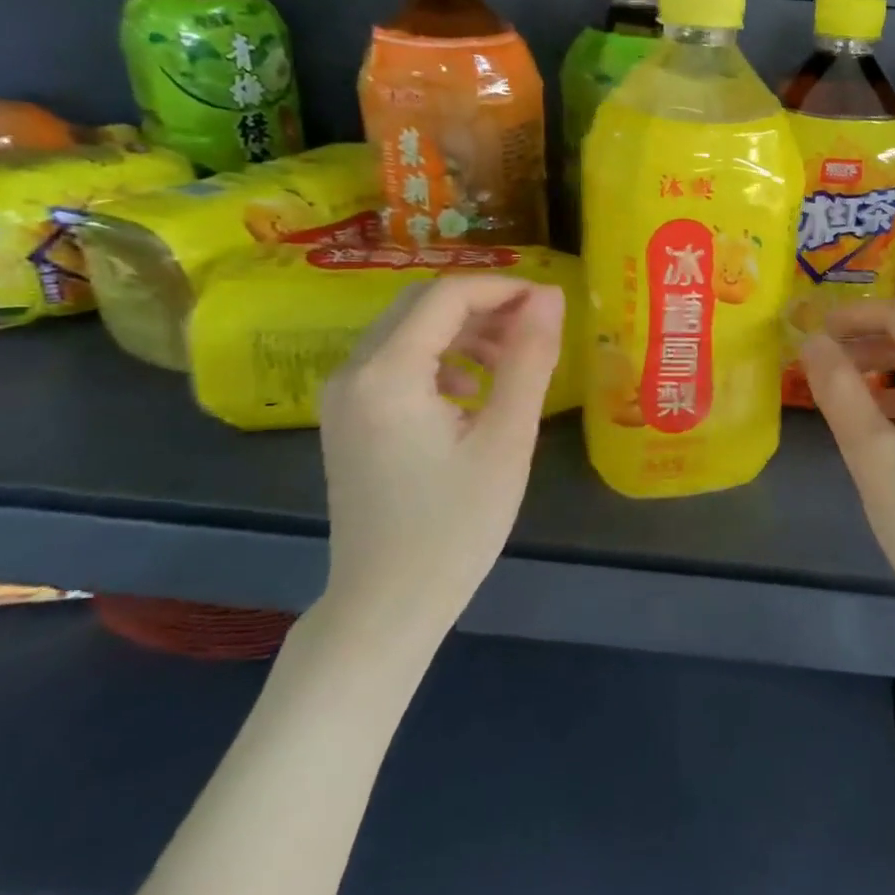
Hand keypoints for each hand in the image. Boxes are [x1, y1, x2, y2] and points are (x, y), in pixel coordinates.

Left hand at [317, 276, 565, 646]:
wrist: (386, 606)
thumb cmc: (454, 527)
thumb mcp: (506, 439)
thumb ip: (529, 359)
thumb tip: (550, 296)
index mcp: (387, 374)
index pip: (447, 296)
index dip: (503, 288)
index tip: (550, 304)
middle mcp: (352, 372)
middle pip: (421, 304)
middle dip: (483, 306)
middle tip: (534, 330)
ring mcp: (343, 396)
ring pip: (408, 329)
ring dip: (463, 331)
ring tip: (512, 362)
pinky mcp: (347, 417)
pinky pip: (396, 360)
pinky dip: (440, 358)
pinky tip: (473, 393)